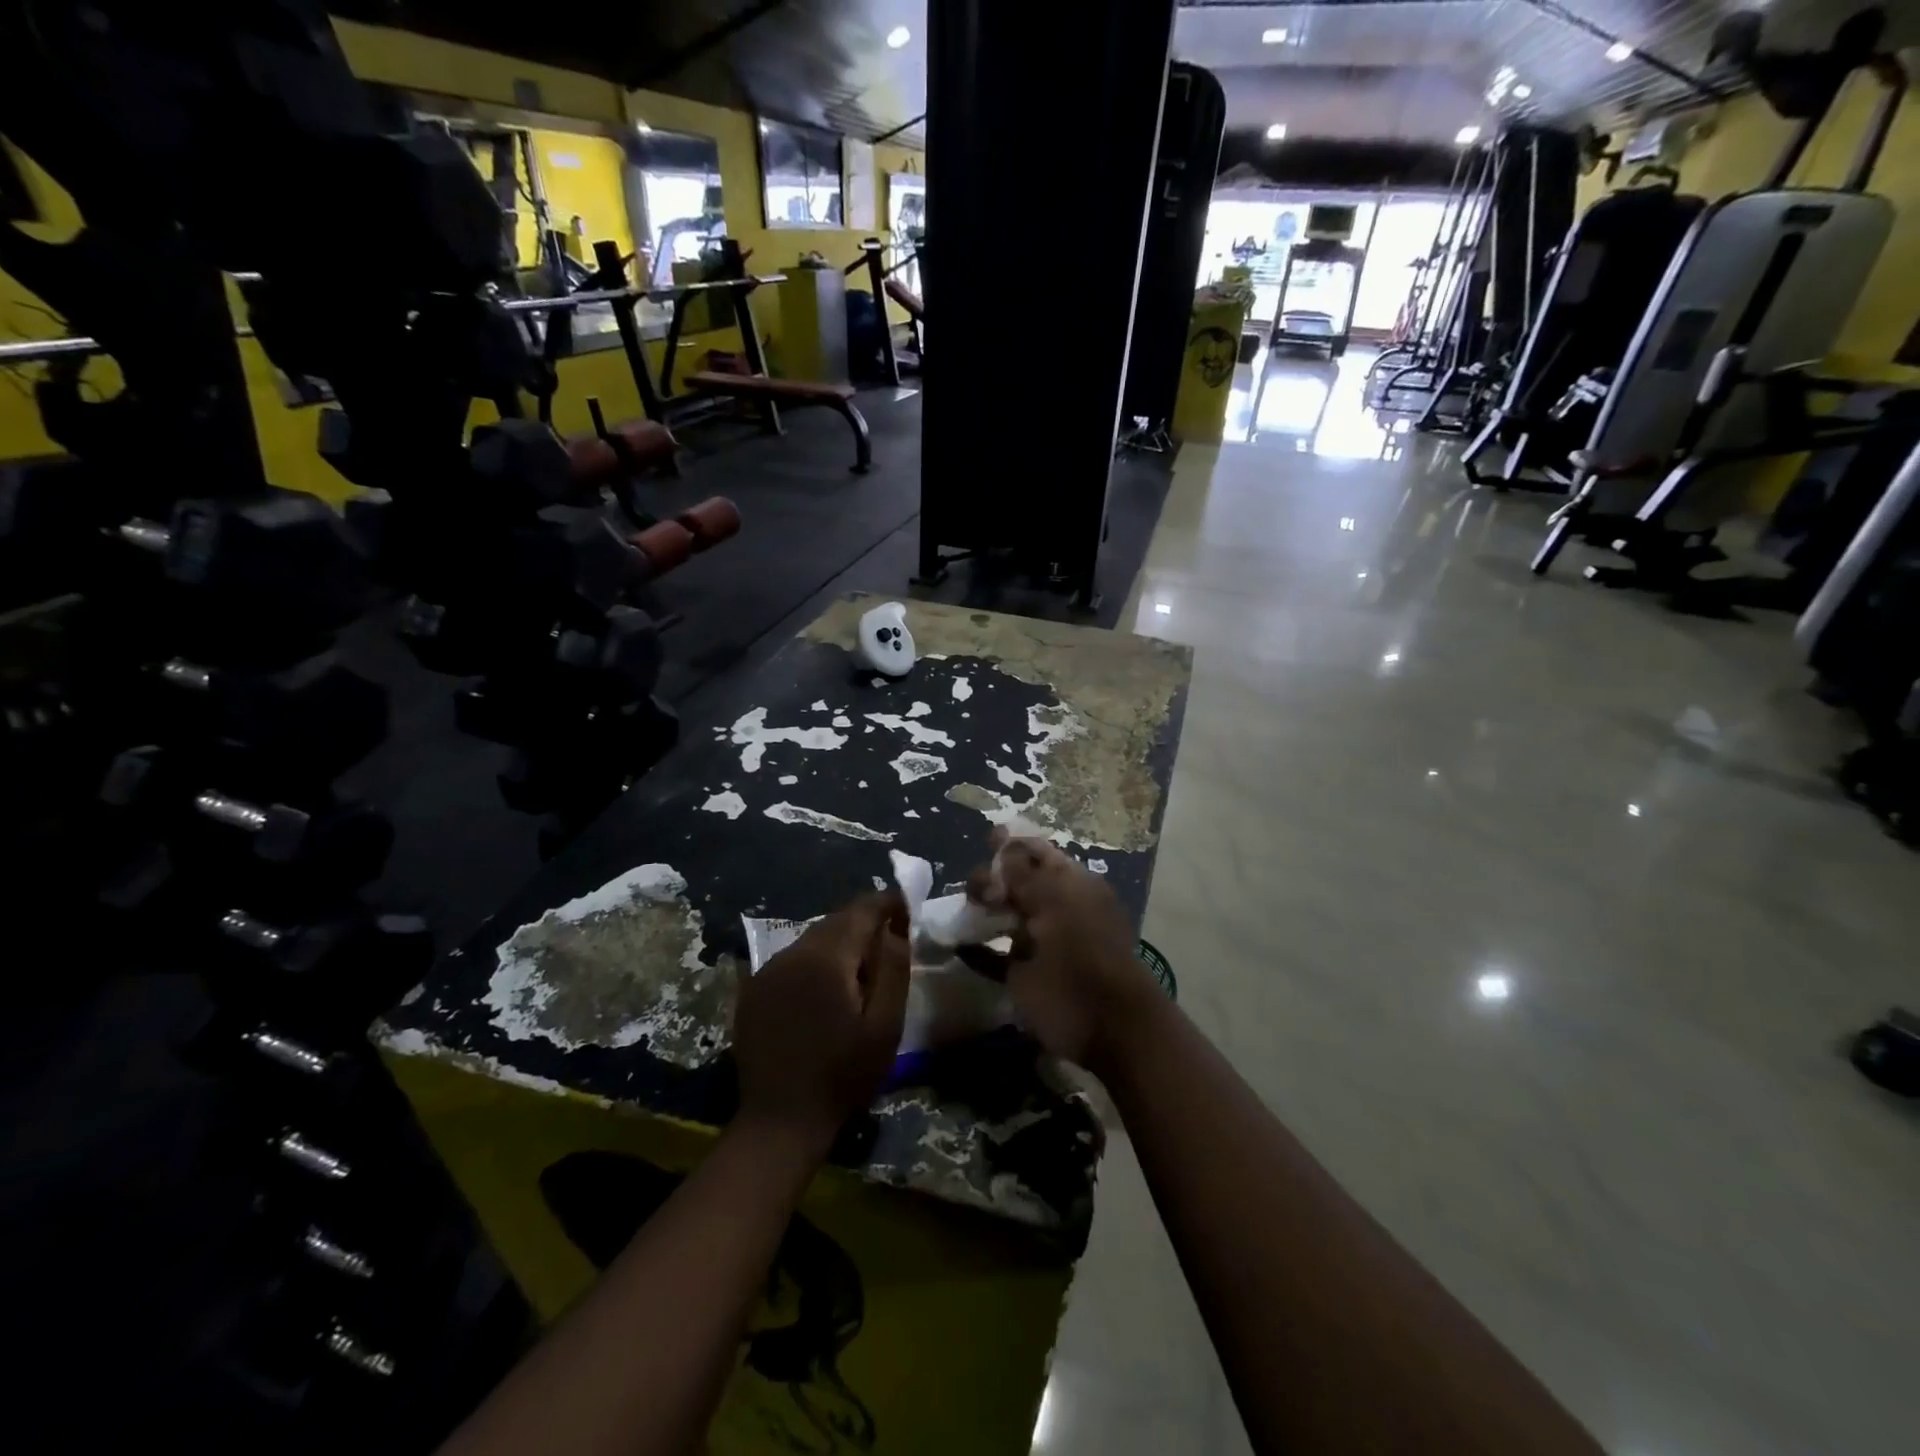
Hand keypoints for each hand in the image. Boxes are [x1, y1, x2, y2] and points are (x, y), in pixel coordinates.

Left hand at [733, 892, 910, 1149]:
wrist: (780, 1122)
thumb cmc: (842, 1076)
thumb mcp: (885, 1026)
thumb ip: (893, 969)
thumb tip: (894, 929)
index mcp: (826, 957)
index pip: (861, 909)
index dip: (887, 903)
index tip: (907, 910)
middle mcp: (792, 953)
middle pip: (835, 920)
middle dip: (864, 923)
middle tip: (890, 940)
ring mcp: (767, 971)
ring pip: (812, 939)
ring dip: (838, 943)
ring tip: (859, 967)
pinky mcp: (753, 990)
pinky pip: (791, 960)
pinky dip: (813, 962)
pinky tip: (823, 988)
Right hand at [966, 833, 1160, 1075]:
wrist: (1104, 1024)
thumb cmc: (1083, 952)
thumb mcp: (1055, 902)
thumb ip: (1024, 874)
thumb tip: (1003, 840)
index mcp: (1071, 885)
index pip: (1038, 853)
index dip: (1013, 844)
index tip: (986, 838)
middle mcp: (1054, 908)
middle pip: (1016, 882)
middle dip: (991, 878)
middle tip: (975, 891)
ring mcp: (1038, 943)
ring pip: (1002, 917)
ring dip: (979, 911)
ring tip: (961, 912)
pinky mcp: (1022, 975)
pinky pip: (992, 956)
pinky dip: (974, 950)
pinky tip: (956, 945)